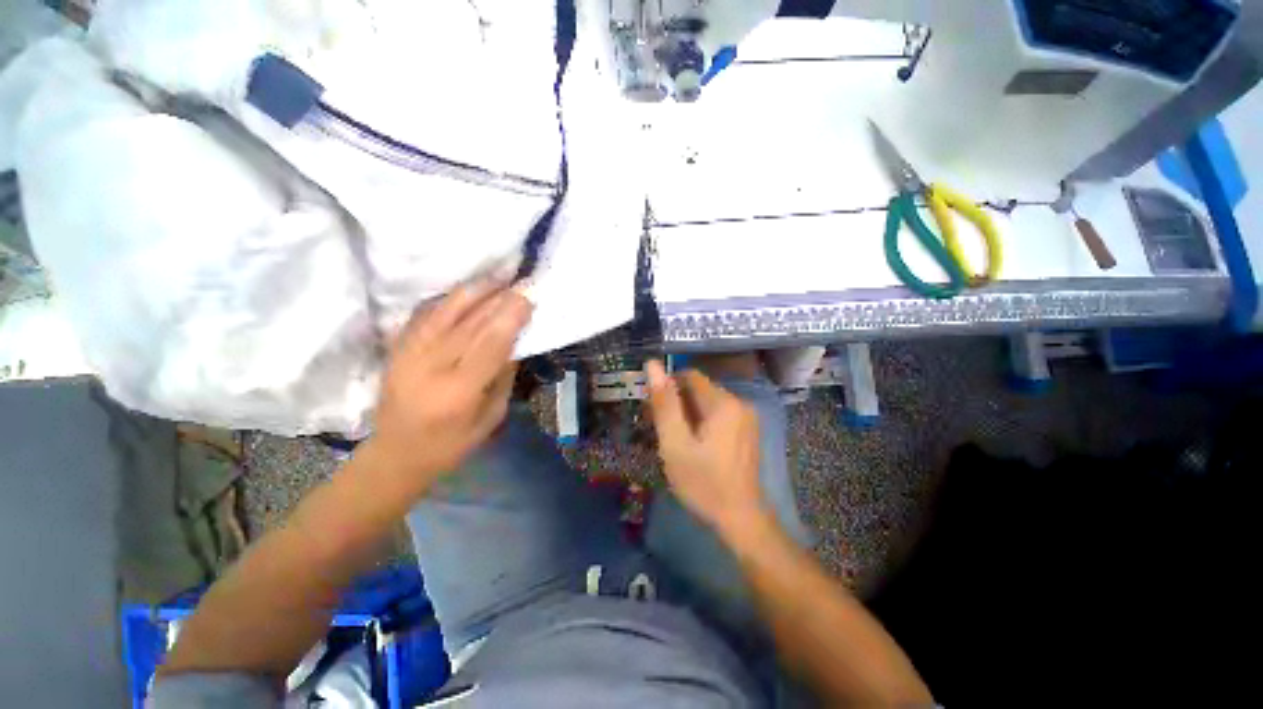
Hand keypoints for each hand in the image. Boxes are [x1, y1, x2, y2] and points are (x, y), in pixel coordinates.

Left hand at [369, 279, 532, 494]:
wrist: (395, 454)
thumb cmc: (451, 445)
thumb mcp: (490, 418)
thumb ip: (503, 378)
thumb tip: (513, 342)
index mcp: (457, 393)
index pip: (488, 346)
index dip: (509, 319)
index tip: (527, 299)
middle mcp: (430, 369)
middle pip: (468, 325)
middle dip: (497, 301)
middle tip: (519, 284)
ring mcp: (408, 356)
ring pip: (444, 314)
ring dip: (473, 292)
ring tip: (496, 277)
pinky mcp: (396, 350)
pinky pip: (424, 316)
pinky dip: (447, 300)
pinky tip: (466, 291)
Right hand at [646, 360, 768, 536]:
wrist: (740, 519)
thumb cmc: (703, 482)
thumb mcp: (675, 443)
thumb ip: (664, 402)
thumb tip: (652, 365)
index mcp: (723, 402)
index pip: (689, 375)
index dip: (667, 387)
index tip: (653, 409)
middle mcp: (740, 402)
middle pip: (699, 389)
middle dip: (676, 403)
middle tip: (660, 429)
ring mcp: (747, 417)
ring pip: (707, 403)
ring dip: (687, 414)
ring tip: (674, 440)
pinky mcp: (747, 430)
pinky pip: (718, 415)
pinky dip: (701, 423)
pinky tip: (693, 445)